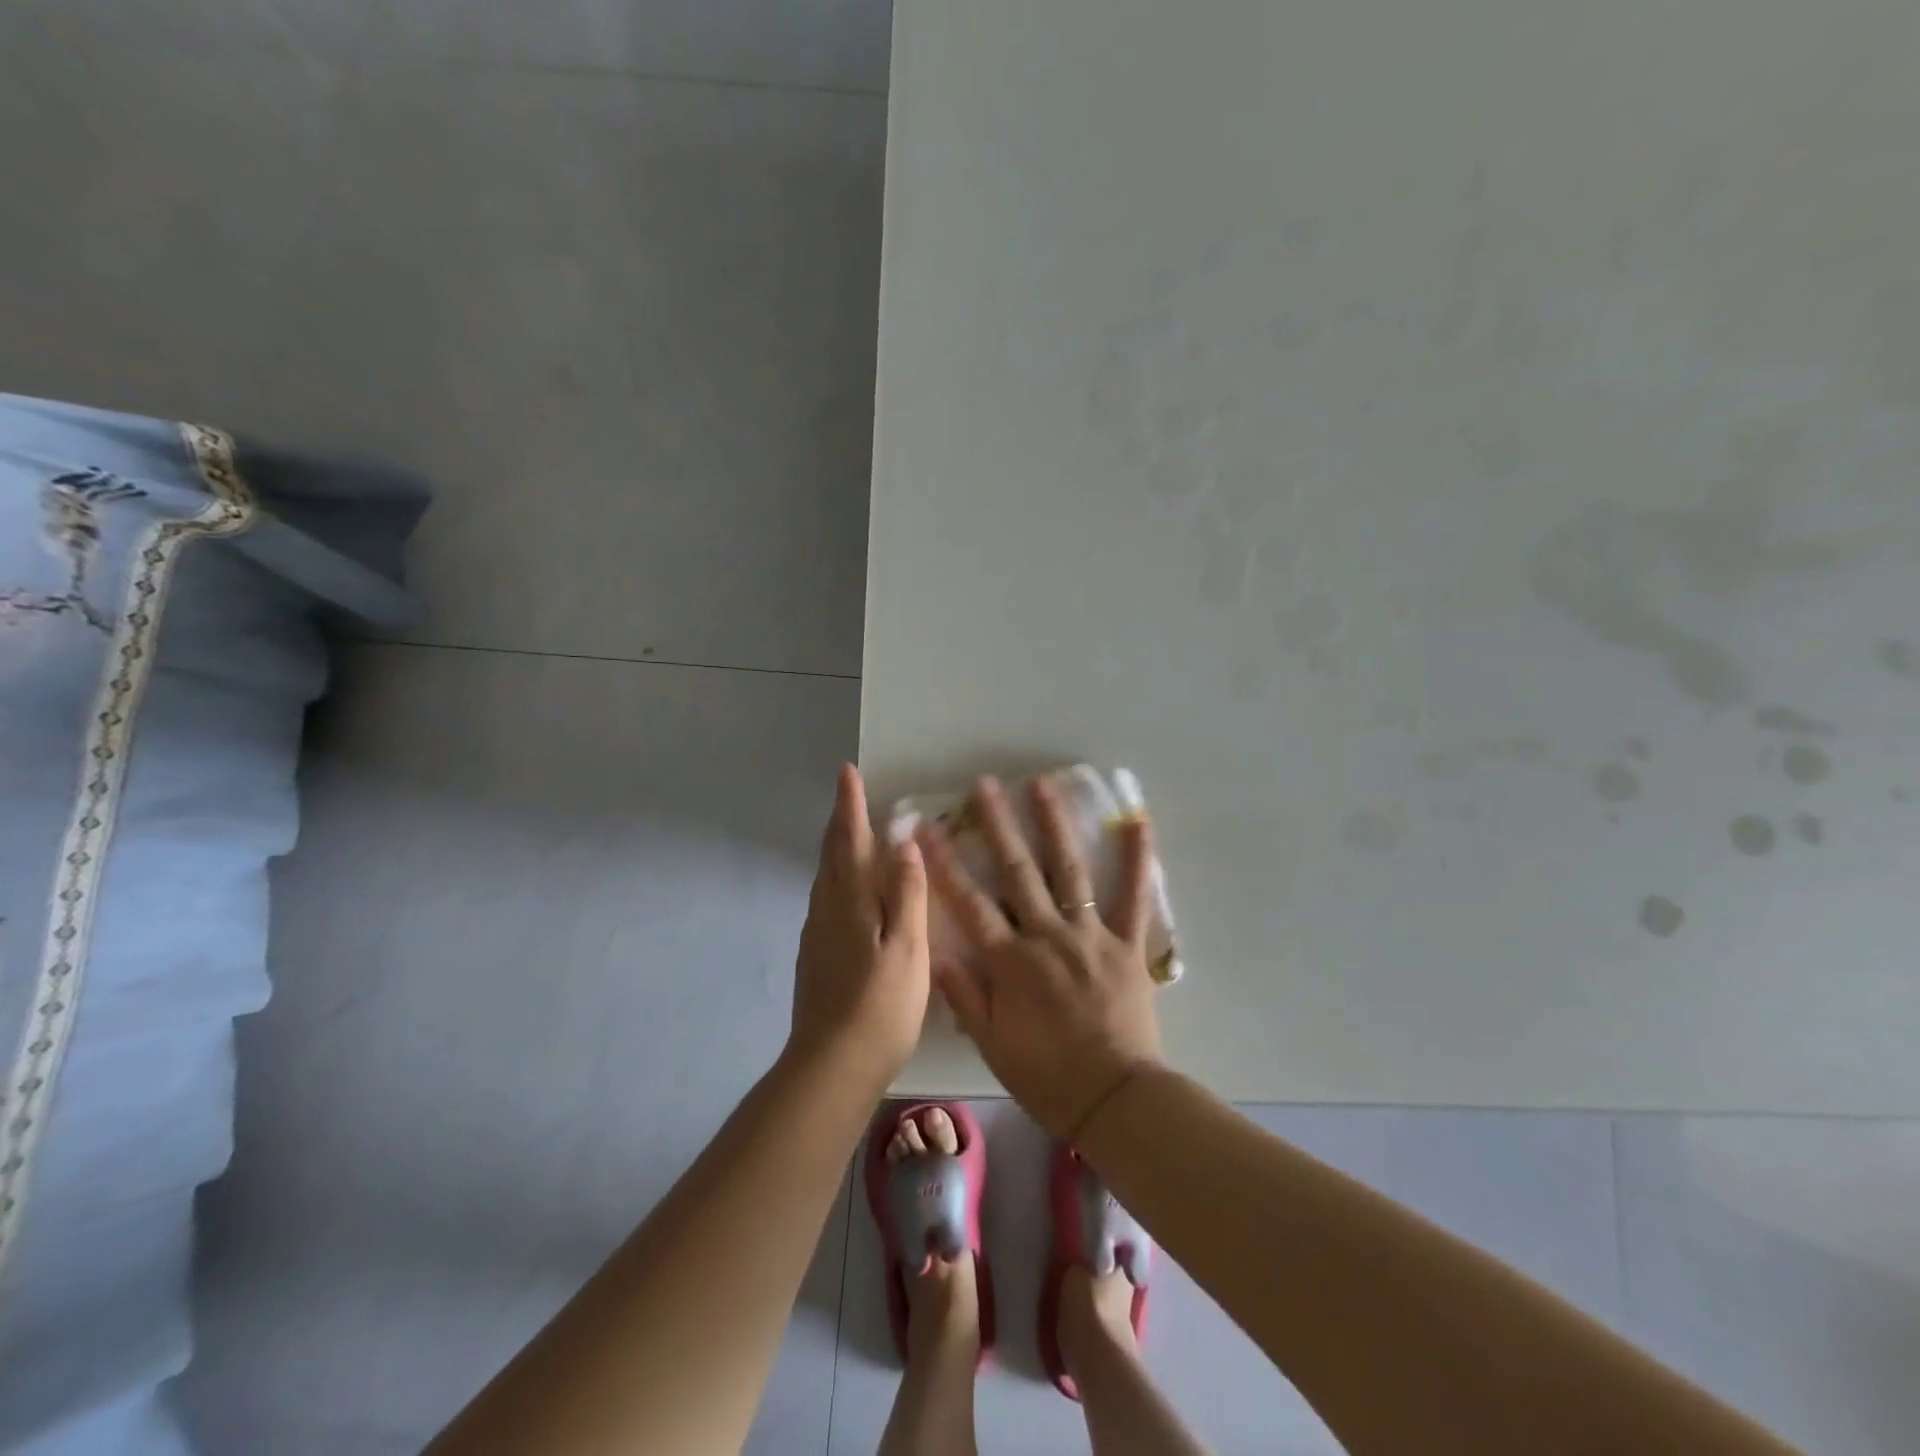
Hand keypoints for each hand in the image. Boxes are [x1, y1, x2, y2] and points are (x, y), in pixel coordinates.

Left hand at [789, 765, 930, 1089]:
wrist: (831, 1066)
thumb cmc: (881, 1006)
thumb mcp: (908, 947)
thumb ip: (907, 894)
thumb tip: (904, 843)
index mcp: (850, 901)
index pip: (849, 840)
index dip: (849, 806)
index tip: (848, 773)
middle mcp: (826, 910)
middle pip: (831, 854)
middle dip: (840, 820)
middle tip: (849, 793)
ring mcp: (816, 935)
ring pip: (826, 877)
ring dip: (837, 848)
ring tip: (851, 833)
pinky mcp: (816, 957)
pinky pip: (827, 899)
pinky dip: (838, 878)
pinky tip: (849, 891)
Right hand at [921, 775, 1163, 1137]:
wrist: (1116, 1101)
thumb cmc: (1047, 1076)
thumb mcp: (992, 1043)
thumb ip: (965, 994)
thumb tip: (935, 948)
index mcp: (1011, 961)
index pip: (969, 902)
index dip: (944, 863)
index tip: (925, 828)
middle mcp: (1048, 936)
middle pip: (1018, 872)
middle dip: (997, 825)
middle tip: (985, 784)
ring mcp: (1090, 935)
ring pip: (1068, 871)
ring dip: (1054, 825)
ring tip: (1043, 784)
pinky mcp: (1127, 944)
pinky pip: (1134, 897)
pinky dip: (1138, 860)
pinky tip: (1138, 822)